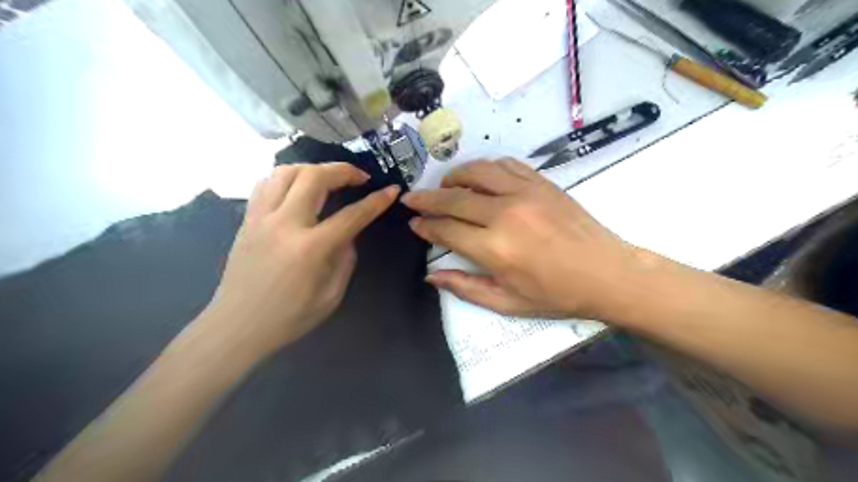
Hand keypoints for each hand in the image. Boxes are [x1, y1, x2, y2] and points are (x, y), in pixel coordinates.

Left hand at [206, 164, 397, 351]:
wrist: (237, 326)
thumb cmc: (289, 317)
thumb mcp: (331, 295)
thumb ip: (345, 259)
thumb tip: (349, 233)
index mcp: (310, 249)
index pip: (351, 215)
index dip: (376, 201)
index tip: (391, 190)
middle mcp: (284, 224)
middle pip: (314, 177)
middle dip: (343, 170)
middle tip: (359, 177)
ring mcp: (261, 218)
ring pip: (286, 171)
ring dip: (314, 168)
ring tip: (329, 177)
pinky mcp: (247, 219)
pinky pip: (267, 184)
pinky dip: (287, 177)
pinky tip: (298, 186)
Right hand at [402, 159, 642, 320]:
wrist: (607, 273)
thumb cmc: (557, 295)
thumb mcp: (508, 303)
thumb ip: (466, 287)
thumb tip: (431, 275)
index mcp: (495, 249)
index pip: (446, 230)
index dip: (426, 226)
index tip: (414, 223)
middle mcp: (505, 214)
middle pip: (453, 198)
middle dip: (427, 198)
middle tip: (412, 199)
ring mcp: (525, 193)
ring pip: (477, 172)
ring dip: (454, 177)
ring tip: (445, 186)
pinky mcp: (542, 182)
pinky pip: (505, 165)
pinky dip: (486, 168)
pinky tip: (481, 177)